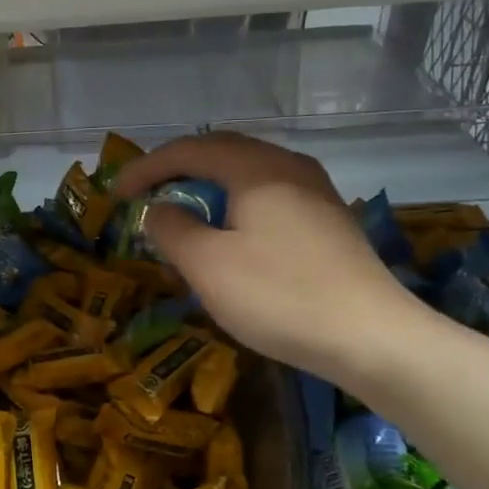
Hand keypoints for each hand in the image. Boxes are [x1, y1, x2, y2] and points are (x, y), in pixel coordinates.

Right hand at [113, 133, 432, 385]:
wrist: (373, 338)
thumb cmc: (279, 296)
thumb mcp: (207, 265)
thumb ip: (172, 229)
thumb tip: (159, 210)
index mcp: (257, 169)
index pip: (189, 150)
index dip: (146, 168)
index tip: (116, 194)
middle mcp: (289, 167)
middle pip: (221, 152)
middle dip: (177, 170)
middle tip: (145, 194)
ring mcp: (315, 193)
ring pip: (247, 174)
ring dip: (207, 188)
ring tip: (182, 214)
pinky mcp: (327, 221)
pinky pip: (267, 196)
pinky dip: (234, 205)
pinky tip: (229, 236)